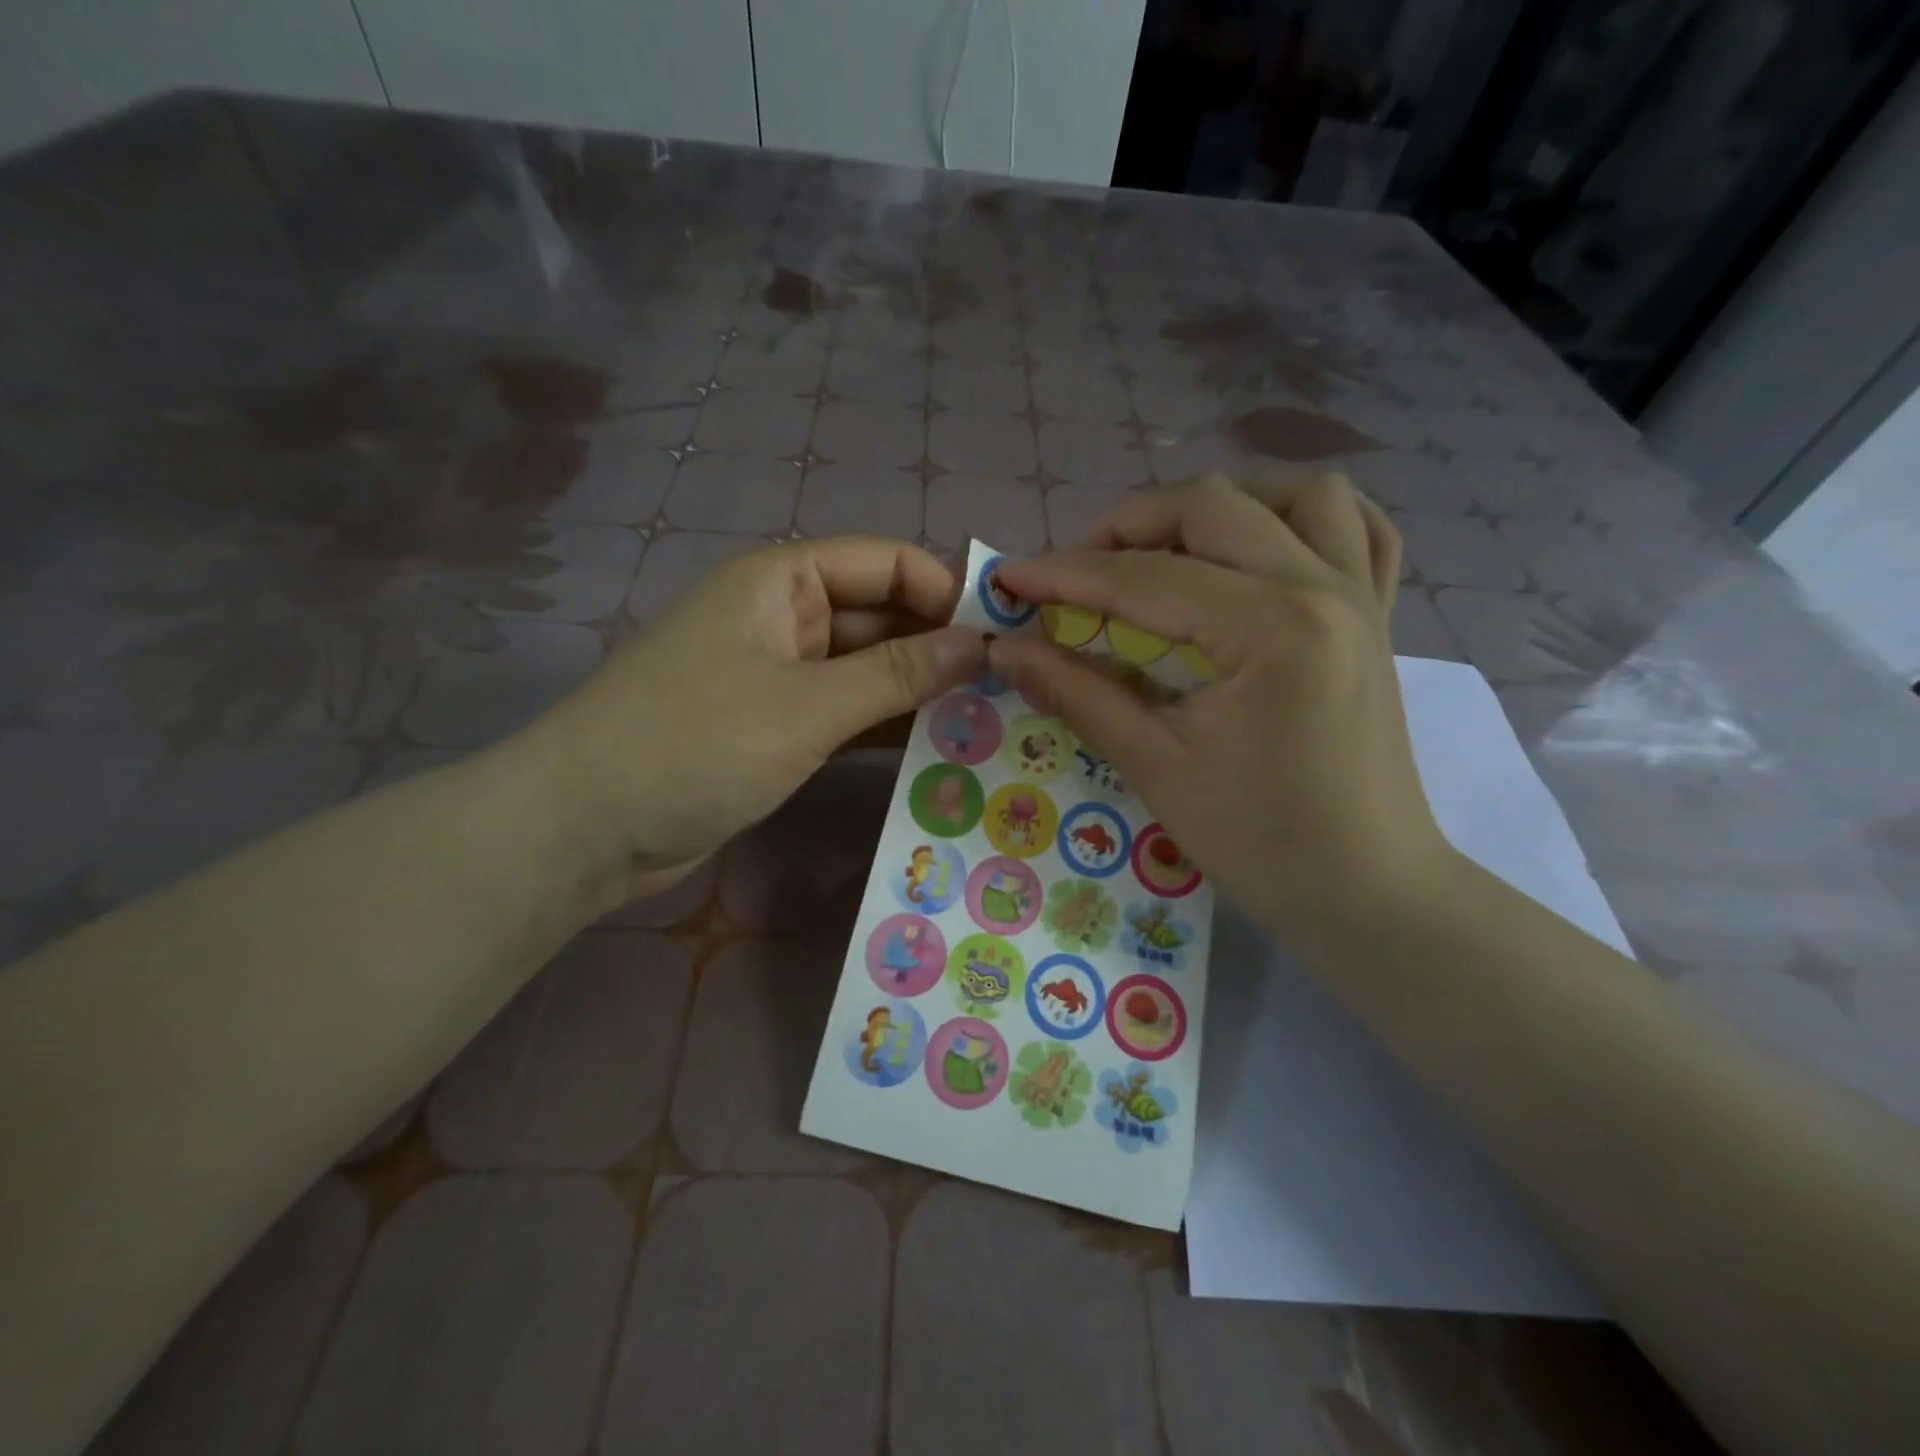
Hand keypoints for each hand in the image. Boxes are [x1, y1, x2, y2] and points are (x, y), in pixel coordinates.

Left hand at [521, 536, 983, 901]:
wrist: (587, 826)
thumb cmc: (697, 744)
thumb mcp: (807, 705)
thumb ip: (897, 674)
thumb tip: (979, 644)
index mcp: (782, 581)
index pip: (885, 563)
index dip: (944, 592)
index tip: (1001, 636)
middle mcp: (782, 617)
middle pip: (878, 616)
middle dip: (937, 646)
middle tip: (1006, 688)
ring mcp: (777, 675)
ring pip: (864, 669)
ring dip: (915, 691)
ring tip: (986, 720)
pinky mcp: (773, 726)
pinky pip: (843, 712)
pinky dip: (882, 726)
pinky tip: (934, 749)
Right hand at [988, 473, 1449, 942]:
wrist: (1368, 892)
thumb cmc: (1261, 843)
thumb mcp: (1156, 768)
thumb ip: (1079, 695)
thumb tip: (1007, 651)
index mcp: (1270, 628)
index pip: (1145, 578)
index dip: (1065, 574)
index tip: (1010, 579)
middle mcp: (1323, 587)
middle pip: (1211, 507)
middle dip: (1127, 526)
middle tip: (1075, 572)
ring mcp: (1362, 595)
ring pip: (1293, 495)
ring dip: (1219, 509)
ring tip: (1168, 552)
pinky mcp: (1379, 616)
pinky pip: (1359, 530)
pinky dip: (1303, 520)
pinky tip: (1263, 548)